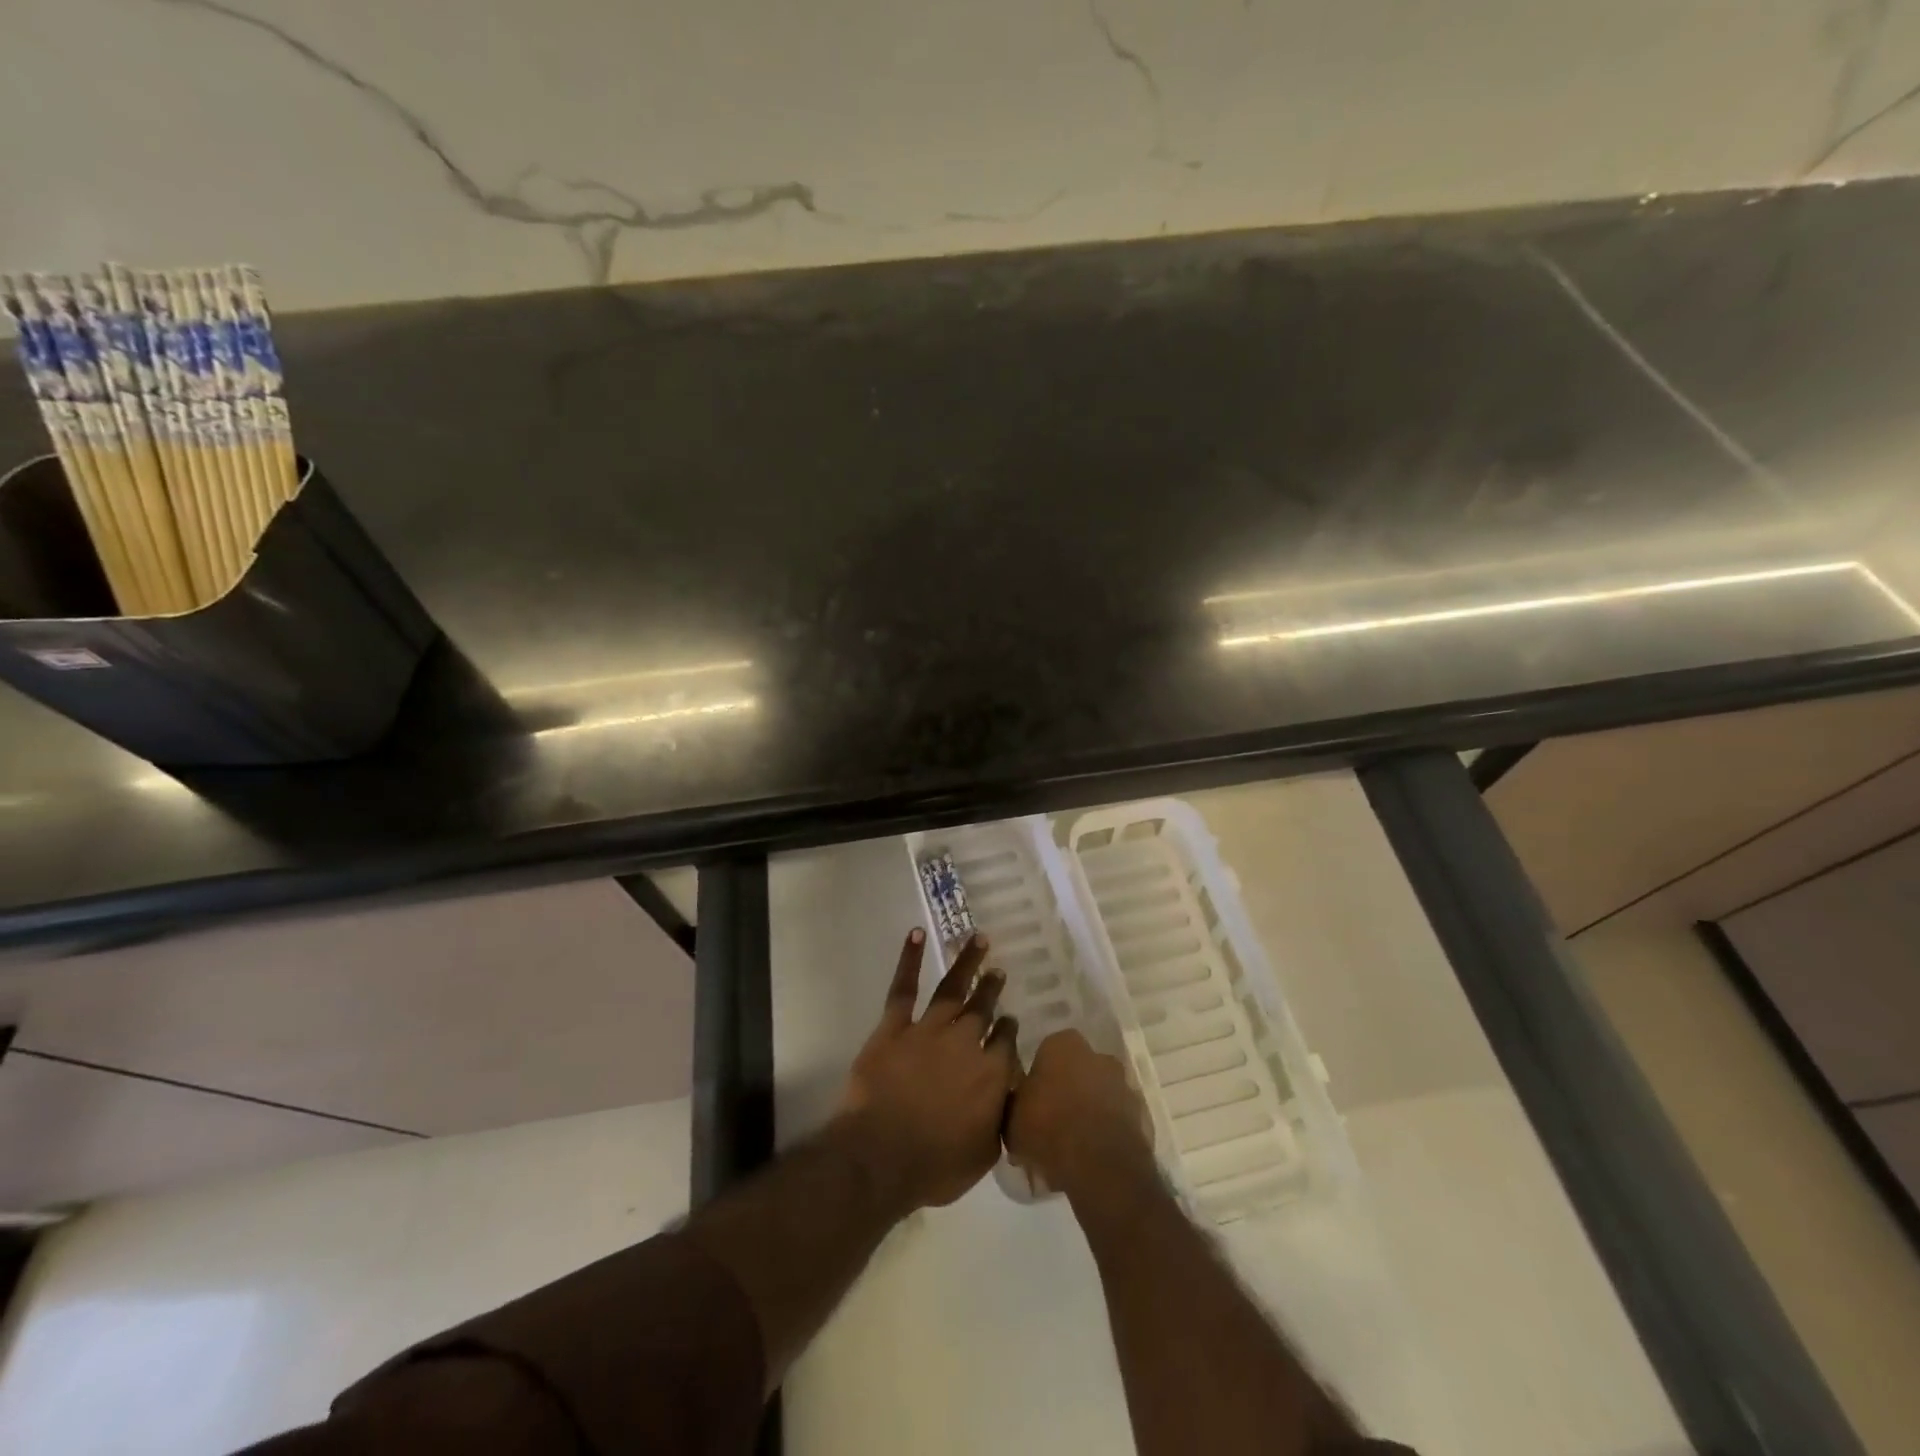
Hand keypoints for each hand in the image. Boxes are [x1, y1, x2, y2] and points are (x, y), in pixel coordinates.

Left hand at [835, 928, 1018, 1211]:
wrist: (881, 1157)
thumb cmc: (934, 1166)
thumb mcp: (983, 1155)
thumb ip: (999, 1121)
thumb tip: (1009, 1099)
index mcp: (991, 1075)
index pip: (1006, 1043)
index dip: (1008, 1031)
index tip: (1010, 1020)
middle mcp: (965, 1044)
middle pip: (983, 1010)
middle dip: (992, 989)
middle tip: (999, 972)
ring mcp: (928, 1030)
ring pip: (953, 990)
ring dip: (967, 964)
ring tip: (978, 939)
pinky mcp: (894, 1027)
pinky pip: (903, 988)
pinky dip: (909, 959)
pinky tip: (917, 934)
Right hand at [1005, 1029, 1157, 1201]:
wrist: (1099, 1165)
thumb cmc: (1048, 1127)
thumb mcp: (1011, 1117)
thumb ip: (1013, 1102)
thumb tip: (1016, 1103)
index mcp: (1063, 1044)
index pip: (1046, 1052)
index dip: (1038, 1077)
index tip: (1030, 1101)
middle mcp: (1096, 1055)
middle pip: (1075, 1071)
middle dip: (1065, 1091)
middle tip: (1049, 1123)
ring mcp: (1122, 1084)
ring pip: (1097, 1094)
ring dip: (1087, 1112)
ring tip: (1070, 1146)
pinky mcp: (1140, 1114)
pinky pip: (1114, 1119)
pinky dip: (1104, 1131)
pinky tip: (1090, 1157)